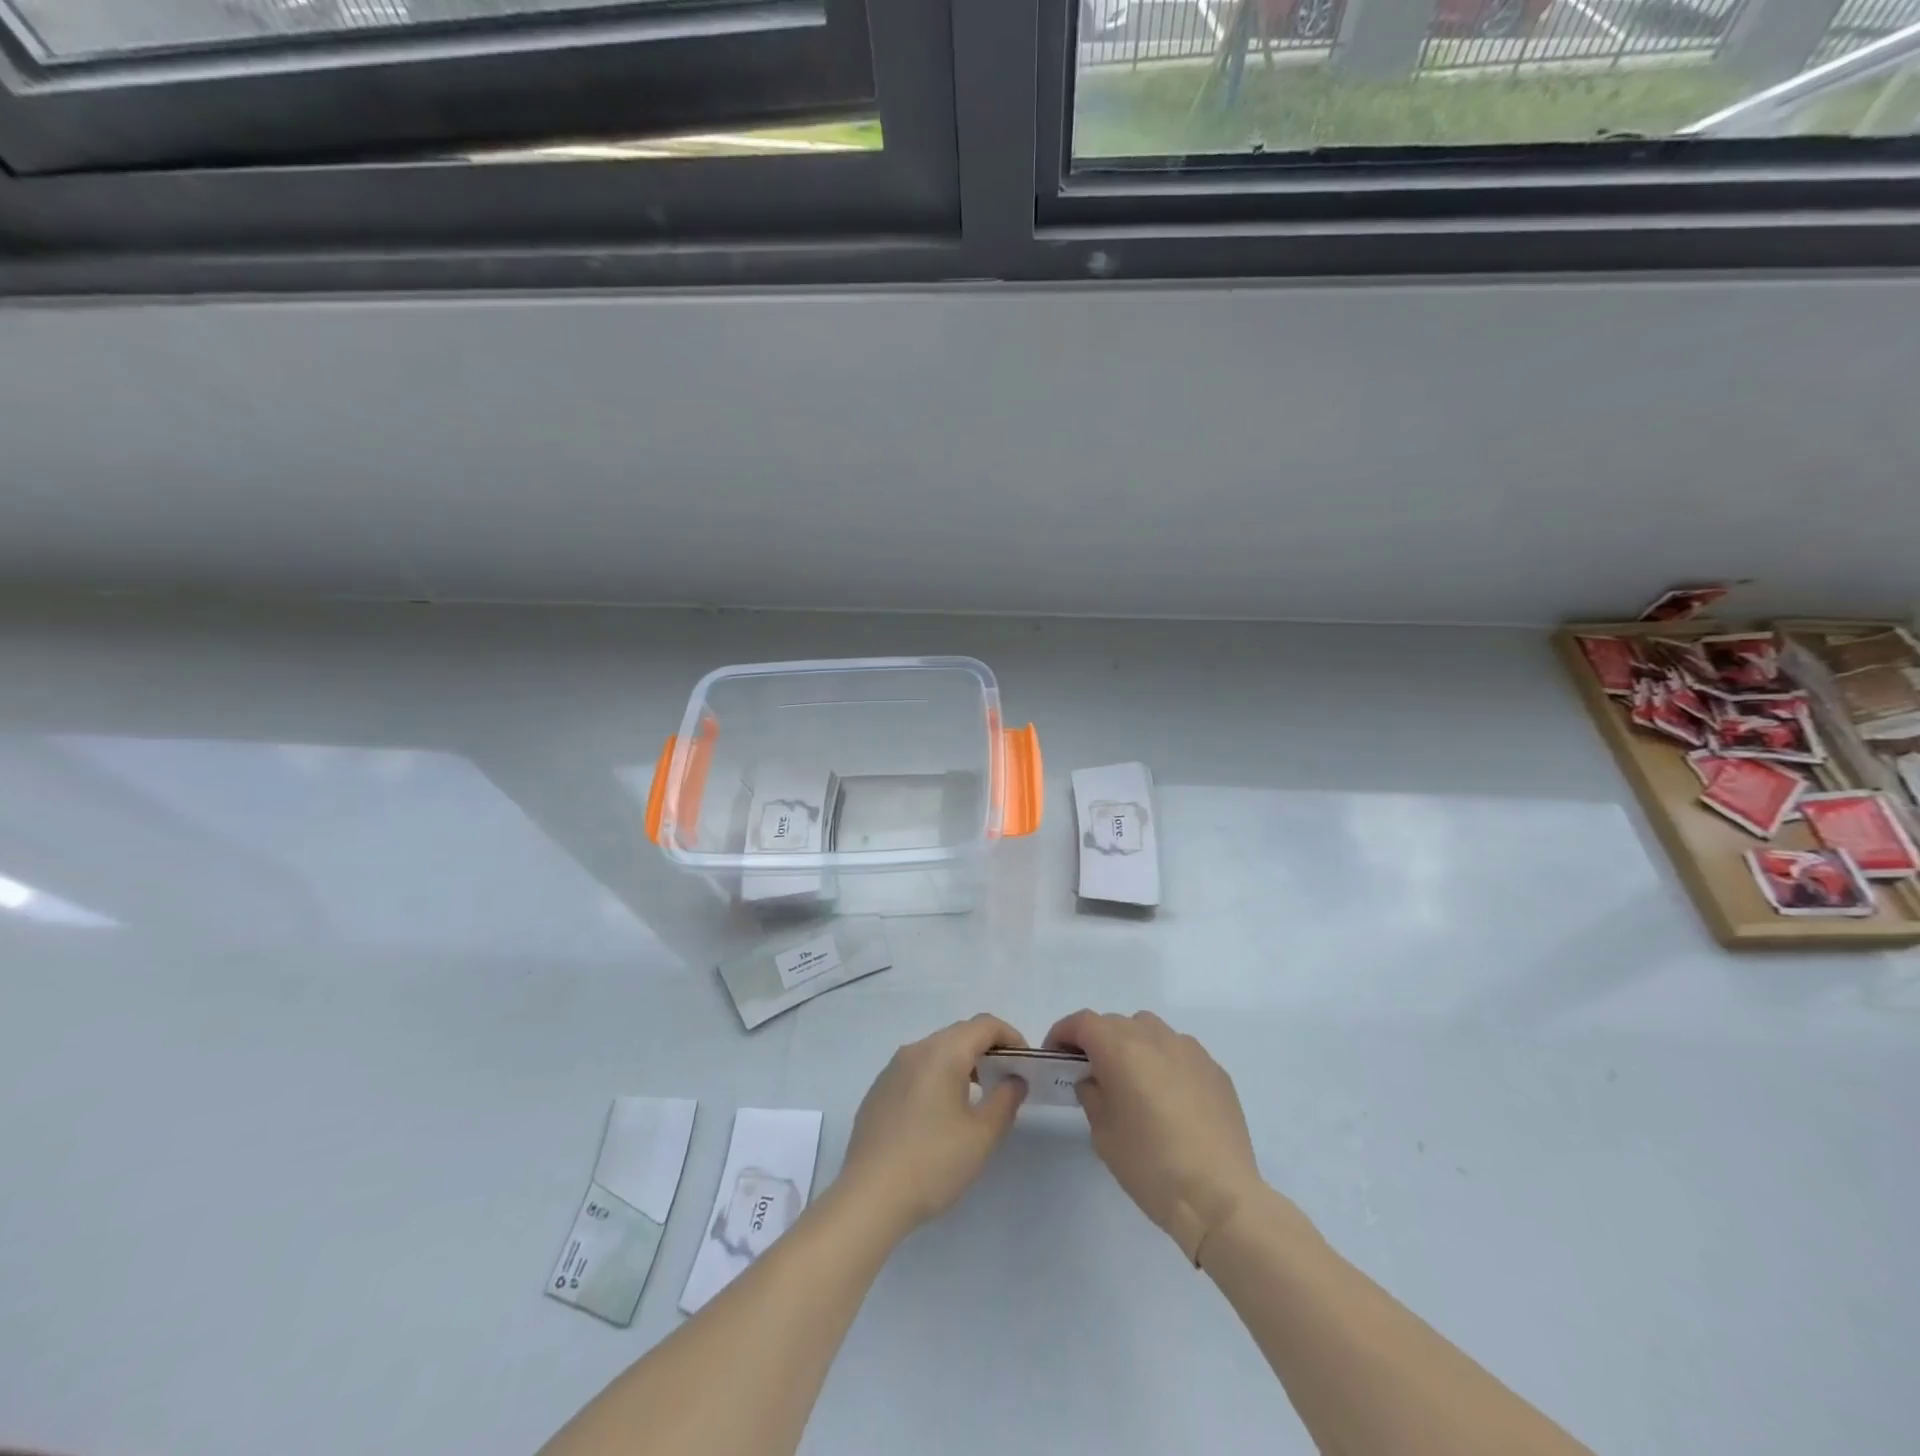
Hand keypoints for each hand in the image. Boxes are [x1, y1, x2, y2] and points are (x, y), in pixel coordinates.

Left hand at [836, 1014, 1028, 1238]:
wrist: (869, 1197)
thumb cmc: (933, 1162)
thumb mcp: (982, 1135)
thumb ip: (1005, 1100)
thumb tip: (1014, 1079)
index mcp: (942, 1052)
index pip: (984, 1024)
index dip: (1010, 1037)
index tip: (1024, 1064)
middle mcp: (915, 1050)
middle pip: (959, 1034)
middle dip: (987, 1050)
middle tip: (1006, 1081)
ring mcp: (892, 1069)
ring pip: (936, 1052)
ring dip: (962, 1064)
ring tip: (977, 1099)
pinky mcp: (878, 1091)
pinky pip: (916, 1070)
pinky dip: (937, 1078)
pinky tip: (940, 1116)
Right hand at [1046, 1009, 1263, 1262]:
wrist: (1219, 1197)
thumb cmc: (1150, 1164)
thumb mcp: (1103, 1133)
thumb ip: (1092, 1094)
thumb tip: (1094, 1080)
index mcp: (1120, 1047)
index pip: (1082, 1022)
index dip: (1063, 1034)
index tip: (1055, 1057)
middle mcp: (1154, 1036)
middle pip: (1115, 1024)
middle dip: (1097, 1042)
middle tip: (1091, 1074)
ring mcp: (1189, 1049)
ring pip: (1149, 1031)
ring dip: (1133, 1047)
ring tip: (1133, 1083)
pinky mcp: (1215, 1069)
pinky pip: (1179, 1053)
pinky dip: (1164, 1063)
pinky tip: (1169, 1099)